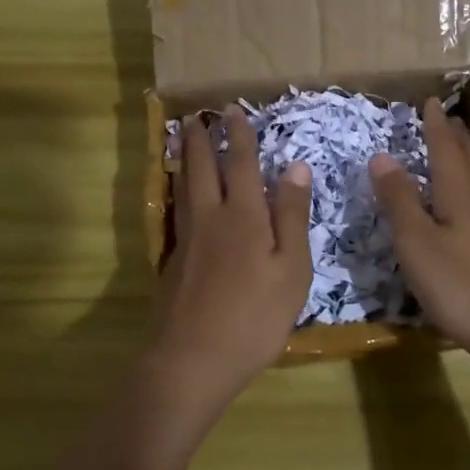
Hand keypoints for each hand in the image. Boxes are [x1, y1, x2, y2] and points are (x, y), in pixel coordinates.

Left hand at [143, 107, 311, 421]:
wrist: (193, 359)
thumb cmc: (255, 317)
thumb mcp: (291, 270)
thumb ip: (292, 217)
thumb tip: (296, 167)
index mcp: (244, 216)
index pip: (242, 164)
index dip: (239, 136)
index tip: (233, 110)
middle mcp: (210, 218)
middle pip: (203, 168)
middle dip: (202, 139)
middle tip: (197, 116)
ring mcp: (187, 240)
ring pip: (184, 188)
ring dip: (186, 159)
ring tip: (184, 141)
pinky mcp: (173, 262)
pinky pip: (178, 211)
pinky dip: (180, 191)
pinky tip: (182, 197)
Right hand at [369, 99, 469, 364]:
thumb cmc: (459, 284)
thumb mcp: (416, 241)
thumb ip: (399, 199)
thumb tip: (382, 155)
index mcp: (458, 194)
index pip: (444, 149)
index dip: (435, 126)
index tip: (429, 101)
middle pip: (468, 160)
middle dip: (455, 136)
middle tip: (447, 117)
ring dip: (466, 158)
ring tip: (459, 147)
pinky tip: (468, 203)